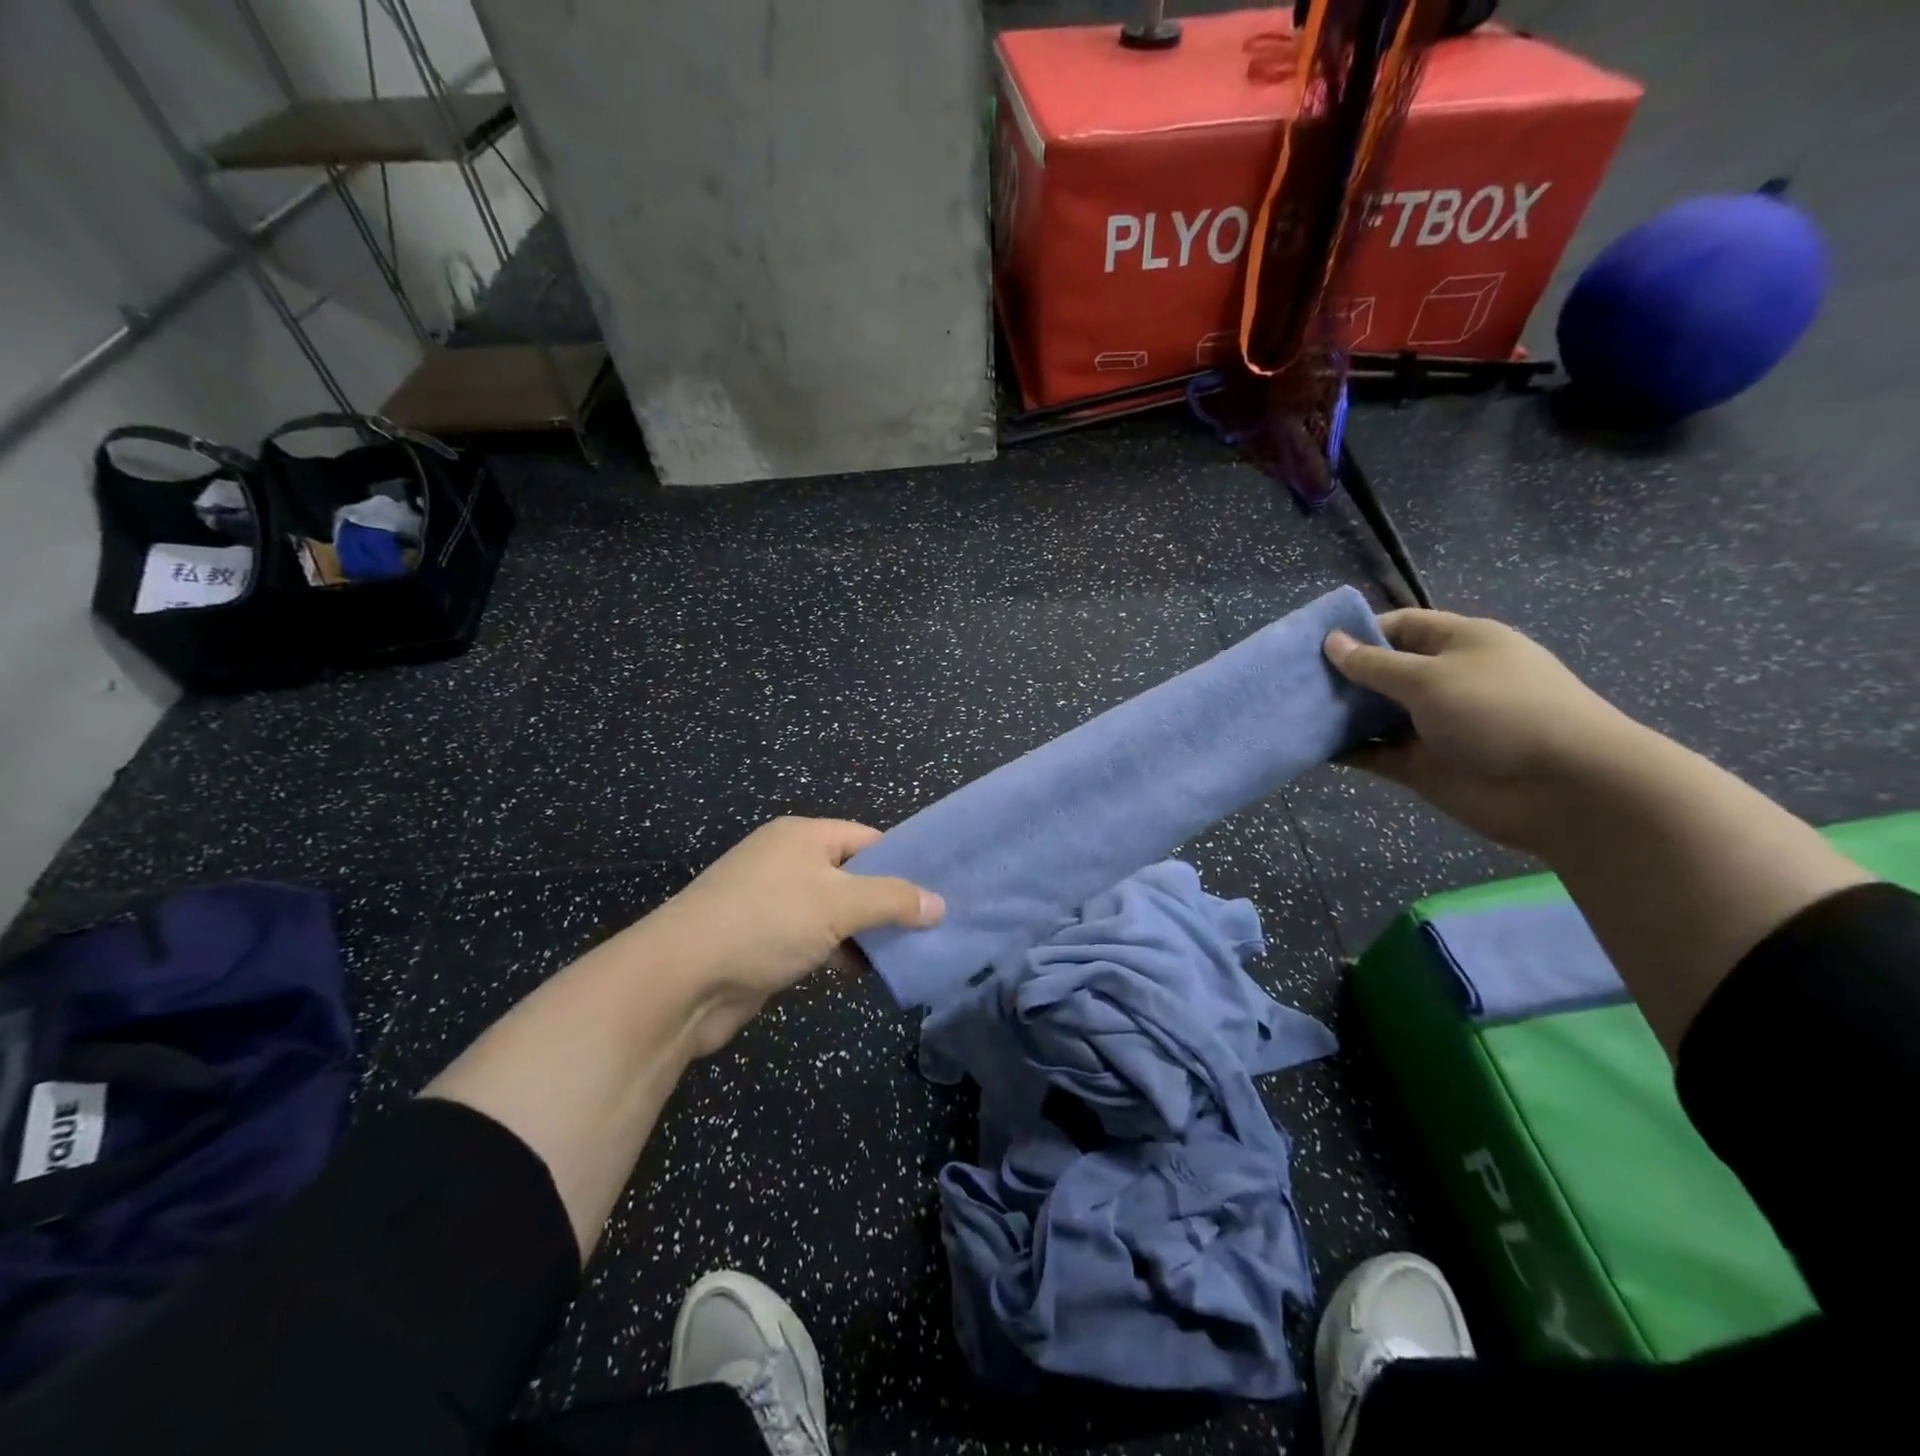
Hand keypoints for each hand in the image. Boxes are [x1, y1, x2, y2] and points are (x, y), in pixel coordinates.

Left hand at [647, 817, 942, 1056]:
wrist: (681, 981)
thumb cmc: (765, 923)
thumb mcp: (838, 904)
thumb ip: (892, 900)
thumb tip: (939, 904)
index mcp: (803, 836)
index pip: (868, 839)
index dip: (903, 863)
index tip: (938, 892)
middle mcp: (788, 861)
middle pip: (853, 875)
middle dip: (888, 902)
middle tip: (931, 927)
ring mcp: (773, 902)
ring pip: (835, 911)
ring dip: (866, 932)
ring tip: (909, 953)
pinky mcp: (764, 940)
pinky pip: (815, 939)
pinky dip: (839, 952)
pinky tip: (864, 973)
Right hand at [1323, 610, 1641, 852]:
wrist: (1565, 789)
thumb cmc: (1500, 710)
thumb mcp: (1432, 677)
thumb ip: (1375, 665)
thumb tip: (1331, 642)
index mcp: (1460, 644)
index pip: (1401, 627)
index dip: (1359, 632)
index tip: (1313, 646)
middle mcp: (1445, 681)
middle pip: (1383, 671)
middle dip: (1341, 675)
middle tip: (1291, 681)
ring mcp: (1434, 725)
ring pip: (1375, 715)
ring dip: (1339, 715)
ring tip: (1292, 713)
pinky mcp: (1423, 765)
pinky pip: (1376, 753)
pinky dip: (1347, 750)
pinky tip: (1310, 747)